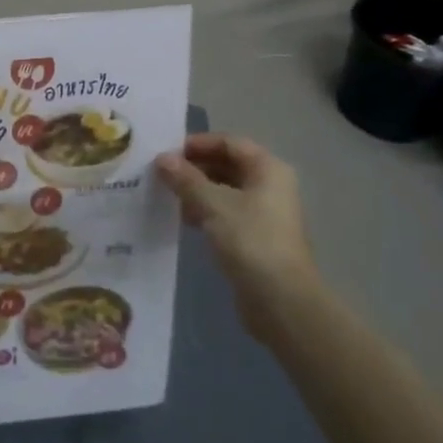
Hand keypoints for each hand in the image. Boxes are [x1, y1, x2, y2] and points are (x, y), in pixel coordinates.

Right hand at [156, 134, 319, 332]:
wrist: (281, 300)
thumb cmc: (250, 241)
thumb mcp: (212, 204)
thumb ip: (185, 179)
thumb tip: (162, 158)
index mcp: (267, 169)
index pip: (229, 142)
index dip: (197, 144)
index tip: (166, 153)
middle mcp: (270, 186)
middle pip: (227, 164)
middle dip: (194, 167)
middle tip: (161, 174)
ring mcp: (265, 213)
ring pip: (225, 190)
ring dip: (197, 190)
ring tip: (167, 195)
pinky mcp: (256, 237)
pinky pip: (226, 213)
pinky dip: (205, 211)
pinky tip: (183, 219)